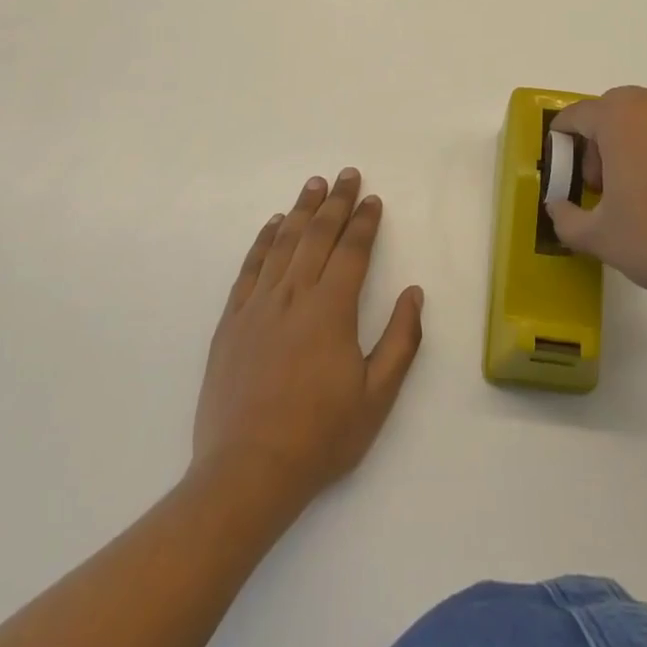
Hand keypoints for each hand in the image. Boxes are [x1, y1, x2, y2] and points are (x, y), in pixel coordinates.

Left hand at [192, 170, 423, 509]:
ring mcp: (258, 305)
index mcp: (331, 309)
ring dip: (301, 210)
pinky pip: (250, 268)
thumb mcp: (377, 396)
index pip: (352, 250)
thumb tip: (414, 293)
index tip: (373, 200)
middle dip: (336, 202)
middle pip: (317, 235)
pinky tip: (272, 225)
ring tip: (314, 185)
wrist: (247, 471)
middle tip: (347, 175)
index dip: (365, 222)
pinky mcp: (231, 321)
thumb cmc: (320, 436)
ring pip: (283, 243)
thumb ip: (400, 340)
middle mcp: (294, 294)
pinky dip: (263, 241)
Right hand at [549, 86, 646, 320]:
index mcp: (620, 116)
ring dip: (634, 146)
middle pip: (612, 113)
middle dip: (599, 146)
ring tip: (642, 194)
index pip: (575, 117)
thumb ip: (565, 216)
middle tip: (604, 190)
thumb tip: (558, 206)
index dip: (563, 147)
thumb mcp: (600, 237)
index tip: (567, 179)